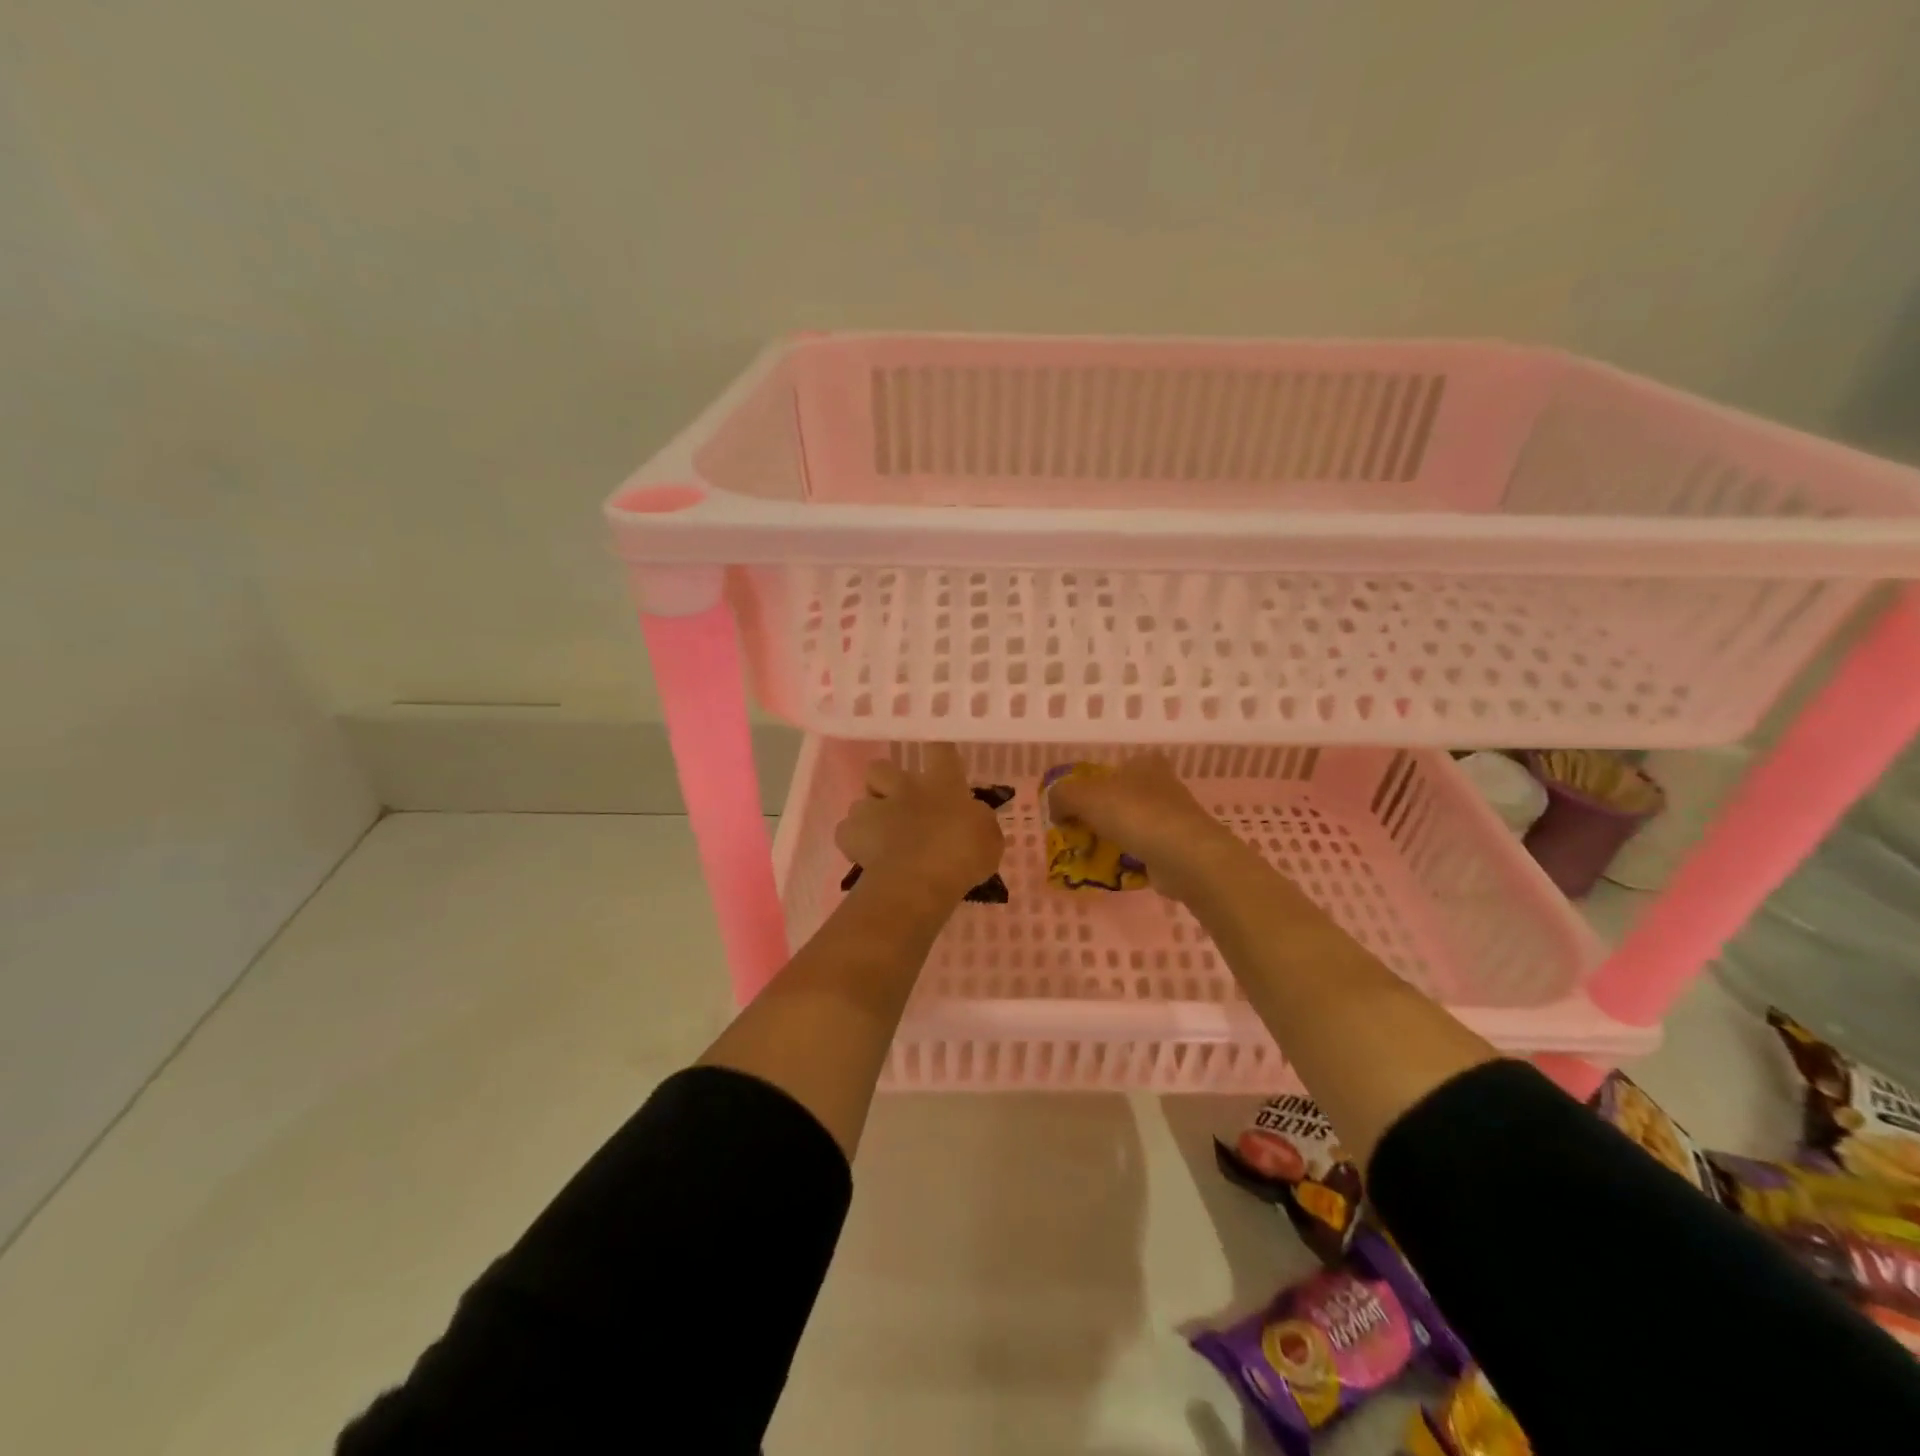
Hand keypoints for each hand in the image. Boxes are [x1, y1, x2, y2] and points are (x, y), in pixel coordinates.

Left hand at [834, 744, 1004, 906]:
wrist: (918, 881)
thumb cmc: (961, 856)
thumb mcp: (989, 839)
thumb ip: (978, 822)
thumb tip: (971, 818)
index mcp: (942, 784)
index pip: (941, 750)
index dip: (939, 751)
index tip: (939, 756)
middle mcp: (904, 788)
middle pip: (881, 767)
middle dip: (884, 781)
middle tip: (897, 802)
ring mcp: (874, 809)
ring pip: (860, 801)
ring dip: (868, 815)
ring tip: (879, 838)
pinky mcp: (851, 835)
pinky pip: (846, 832)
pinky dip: (853, 843)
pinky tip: (866, 857)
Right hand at [1045, 753, 1249, 904]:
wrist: (1185, 856)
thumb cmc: (1134, 814)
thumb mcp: (1082, 795)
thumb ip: (1061, 796)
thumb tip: (1055, 810)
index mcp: (1144, 763)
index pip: (1111, 769)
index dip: (1089, 786)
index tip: (1073, 808)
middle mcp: (1162, 784)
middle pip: (1120, 797)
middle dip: (1099, 815)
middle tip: (1077, 833)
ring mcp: (1174, 817)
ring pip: (1132, 825)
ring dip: (1112, 839)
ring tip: (1090, 855)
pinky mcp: (1179, 847)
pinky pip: (1144, 850)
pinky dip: (1128, 859)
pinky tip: (1113, 870)